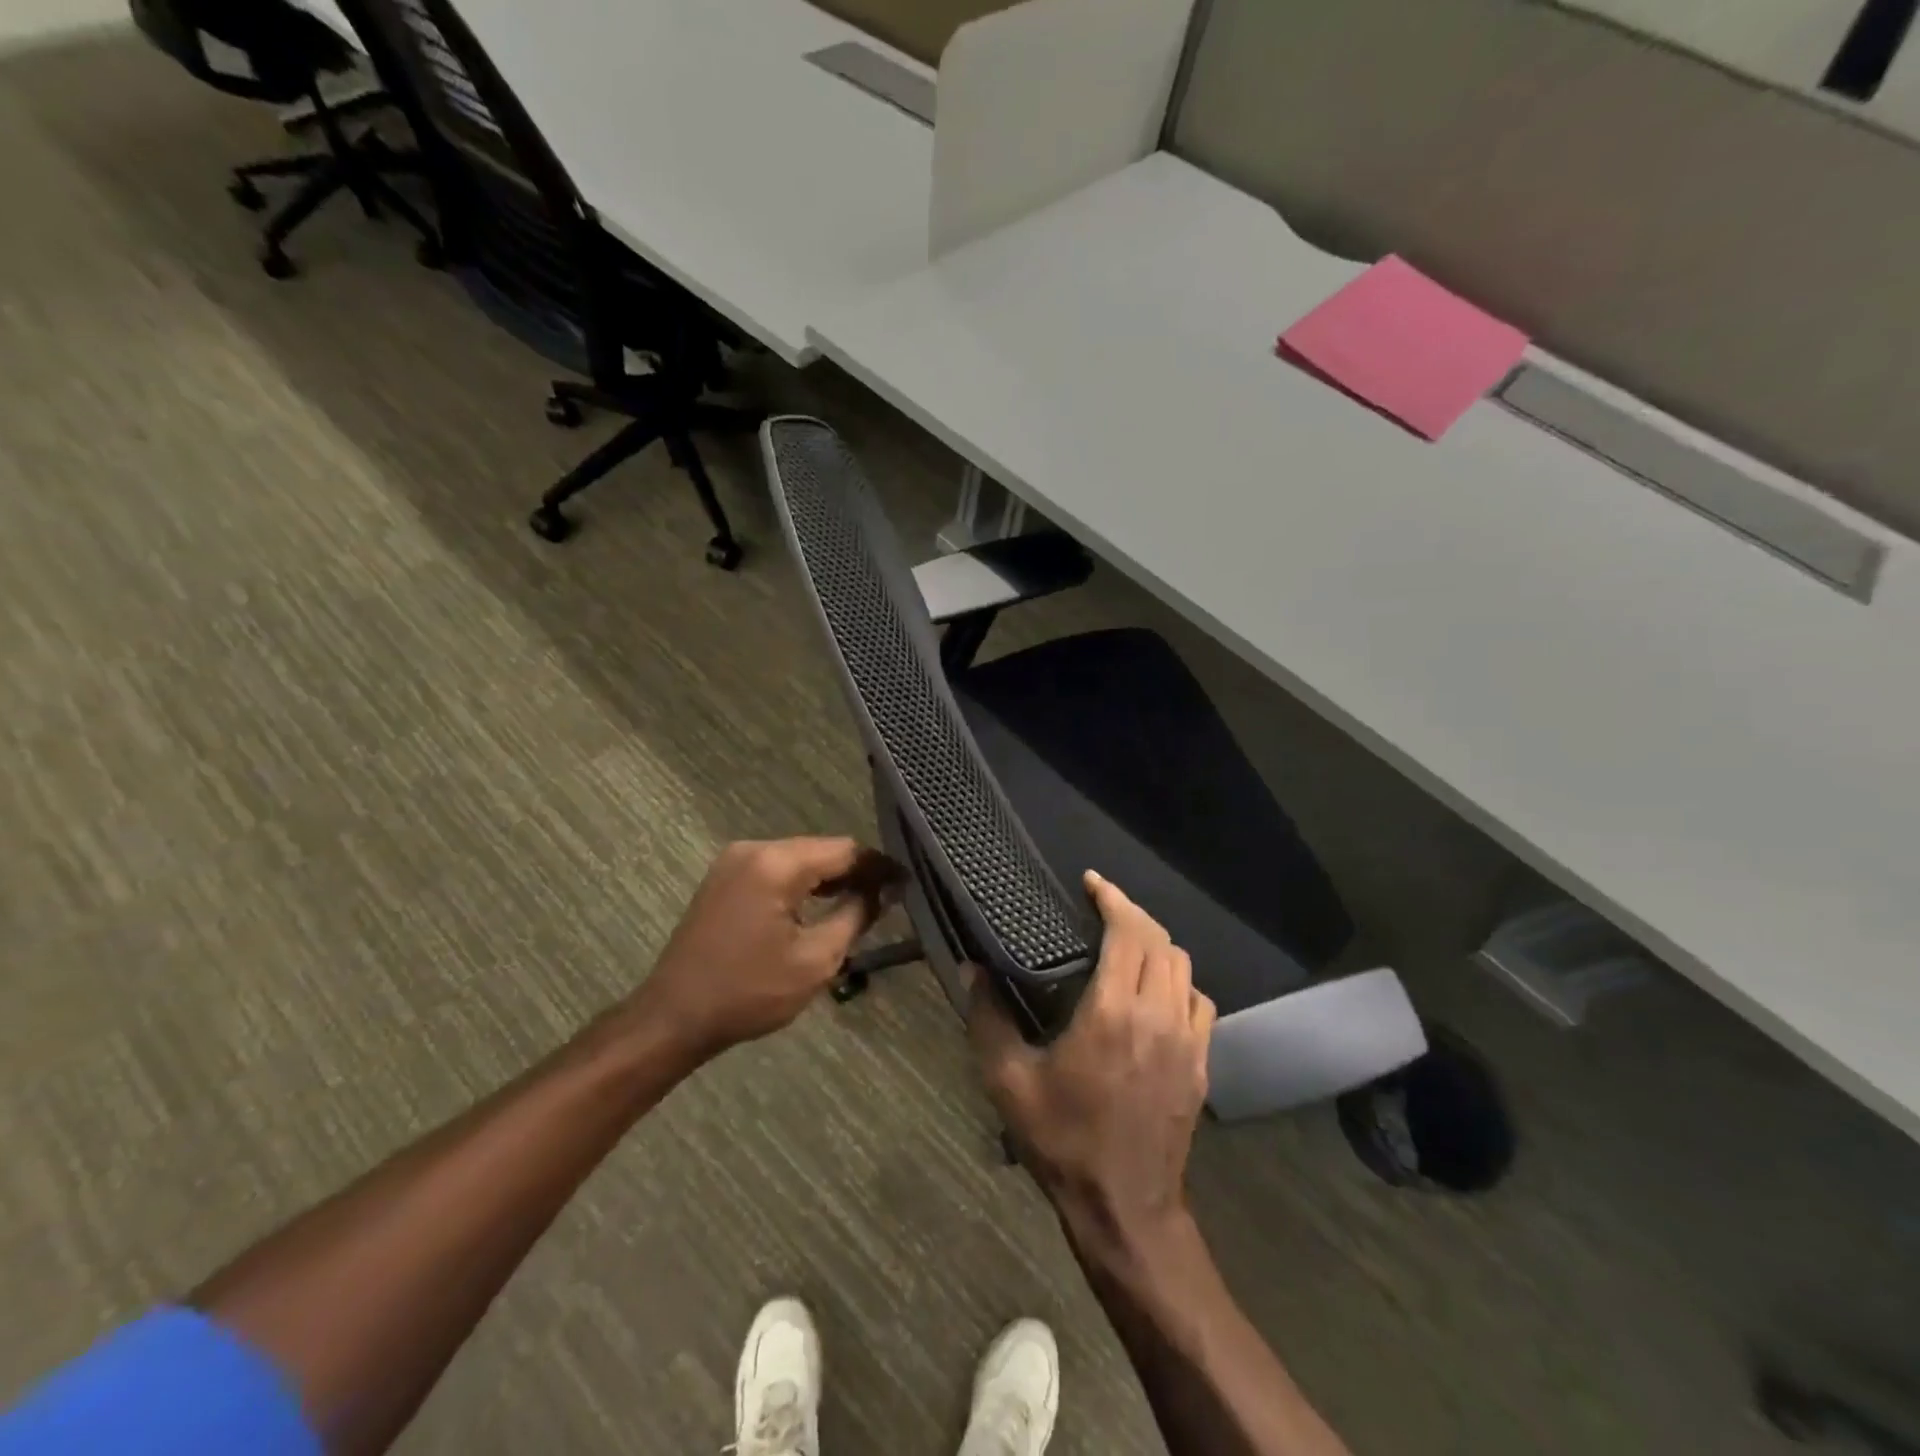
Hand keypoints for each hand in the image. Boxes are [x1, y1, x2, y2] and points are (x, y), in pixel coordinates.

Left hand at [633, 838, 895, 1059]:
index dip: (879, 866)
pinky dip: (803, 884)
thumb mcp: (816, 959)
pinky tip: (822, 904)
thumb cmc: (749, 992)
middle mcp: (754, 849)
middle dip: (856, 871)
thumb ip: (856, 915)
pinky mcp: (725, 878)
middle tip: (889, 896)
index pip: (845, 850)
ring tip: (863, 902)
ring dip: (830, 878)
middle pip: (821, 850)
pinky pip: (777, 870)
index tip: (907, 883)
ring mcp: (734, 861)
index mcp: (776, 864)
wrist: (674, 1017)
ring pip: (799, 859)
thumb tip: (884, 891)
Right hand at [970, 871, 1215, 1247]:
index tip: (1091, 883)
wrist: (1125, 1208)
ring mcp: (1187, 1040)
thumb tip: (971, 969)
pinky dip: (1178, 980)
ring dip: (1157, 944)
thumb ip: (988, 1018)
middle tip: (1102, 907)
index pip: (1128, 932)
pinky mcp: (1201, 1063)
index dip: (1112, 899)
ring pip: (1184, 967)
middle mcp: (1158, 1015)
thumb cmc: (1063, 1141)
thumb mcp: (1009, 1081)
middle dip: (1132, 914)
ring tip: (1126, 942)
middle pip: (1160, 941)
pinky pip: (1199, 1001)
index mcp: (1113, 1011)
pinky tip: (1155, 991)